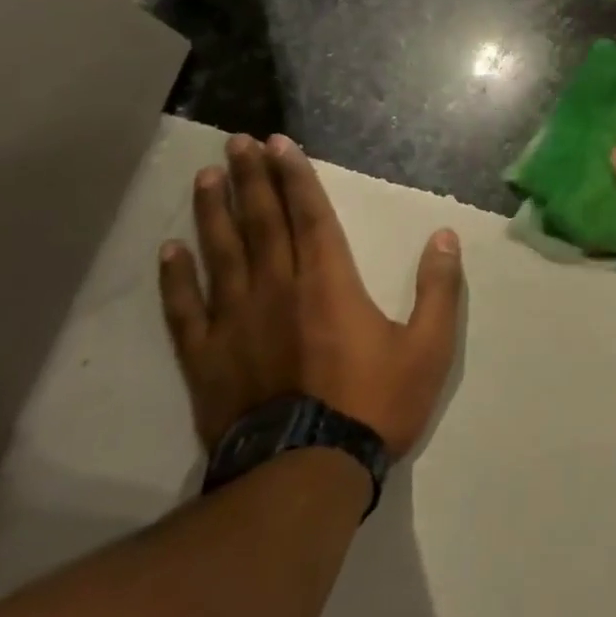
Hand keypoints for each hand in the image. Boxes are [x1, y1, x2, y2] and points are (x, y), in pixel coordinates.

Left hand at [157, 133, 463, 455]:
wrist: (306, 473)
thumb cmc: (374, 404)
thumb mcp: (428, 347)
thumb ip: (438, 288)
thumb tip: (445, 237)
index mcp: (330, 283)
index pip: (310, 216)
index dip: (295, 177)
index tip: (278, 144)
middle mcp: (278, 289)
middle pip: (262, 223)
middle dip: (251, 179)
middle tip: (237, 143)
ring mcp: (236, 322)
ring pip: (222, 254)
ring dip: (213, 212)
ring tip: (205, 177)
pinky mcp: (207, 358)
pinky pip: (185, 309)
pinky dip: (176, 278)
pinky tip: (170, 251)